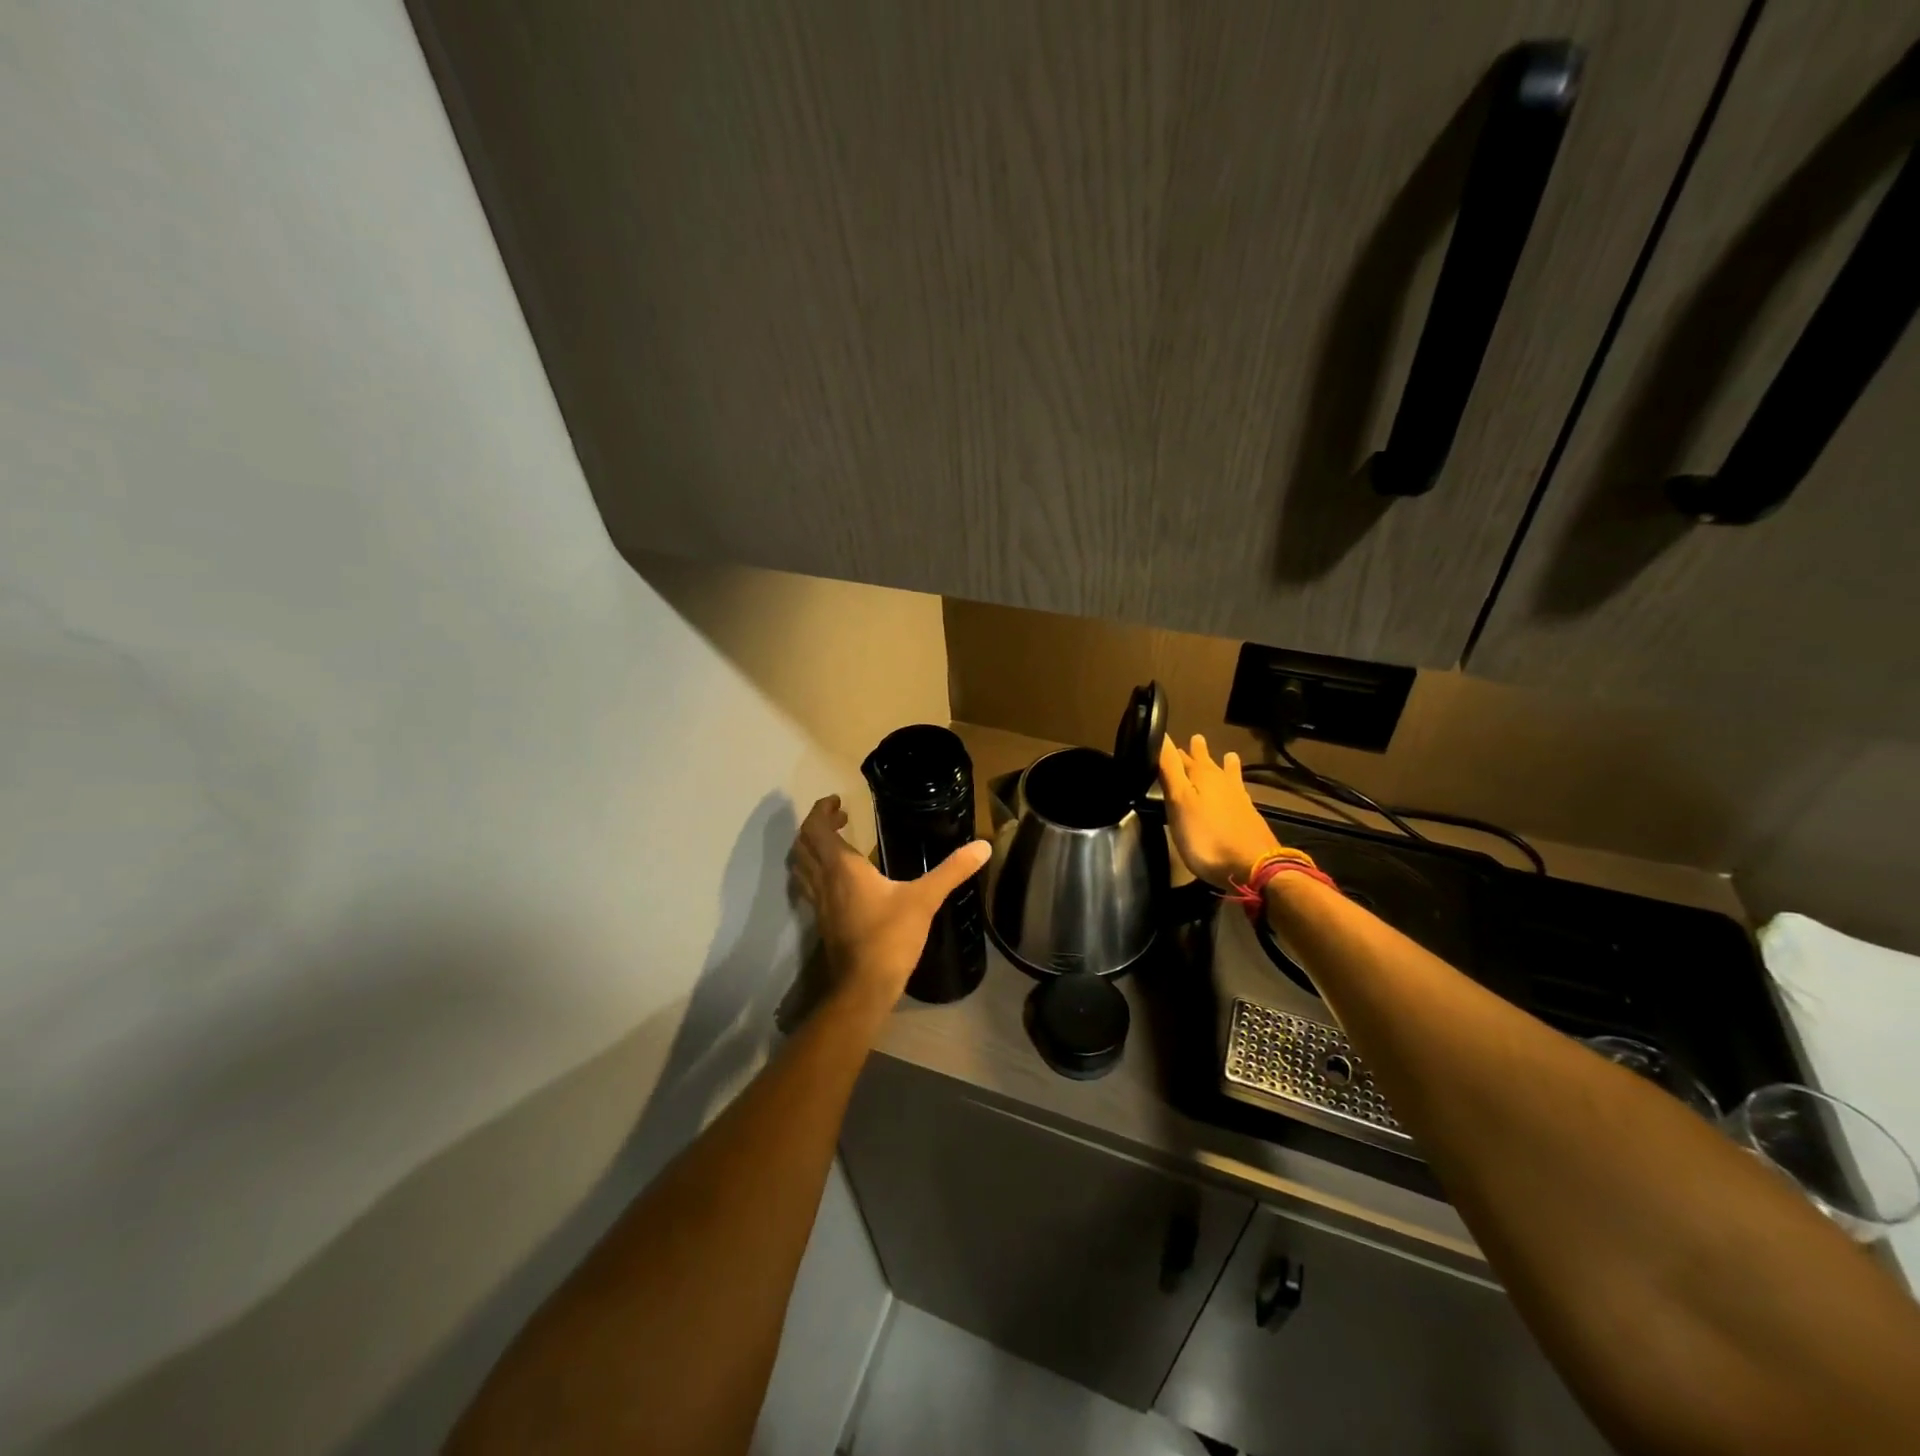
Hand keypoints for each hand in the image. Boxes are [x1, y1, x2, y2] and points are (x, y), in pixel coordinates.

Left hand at [791, 795, 991, 1004]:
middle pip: (803, 845)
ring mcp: (819, 904)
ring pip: (801, 867)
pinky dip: (814, 873)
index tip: (839, 802)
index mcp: (842, 868)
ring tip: (834, 844)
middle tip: (839, 819)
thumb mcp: (925, 899)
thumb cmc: (890, 937)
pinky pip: (809, 887)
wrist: (864, 987)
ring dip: (810, 849)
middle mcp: (824, 881)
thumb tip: (983, 846)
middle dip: (815, 826)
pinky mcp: (823, 922)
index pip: (816, 829)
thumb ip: (952, 871)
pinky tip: (838, 881)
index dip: (822, 811)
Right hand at [1158, 734, 1283, 887]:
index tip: (1165, 740)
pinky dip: (1236, 785)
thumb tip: (1162, 734)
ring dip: (1225, 765)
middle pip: (1207, 764)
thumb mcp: (1179, 801)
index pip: (1181, 757)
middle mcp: (1222, 782)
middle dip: (1198, 753)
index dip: (1172, 750)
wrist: (1253, 866)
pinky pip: (1239, 792)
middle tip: (1196, 739)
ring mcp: (1239, 800)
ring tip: (1229, 755)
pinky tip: (1240, 791)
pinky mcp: (1249, 817)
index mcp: (1202, 776)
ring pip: (1228, 776)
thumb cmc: (1206, 835)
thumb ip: (1170, 769)